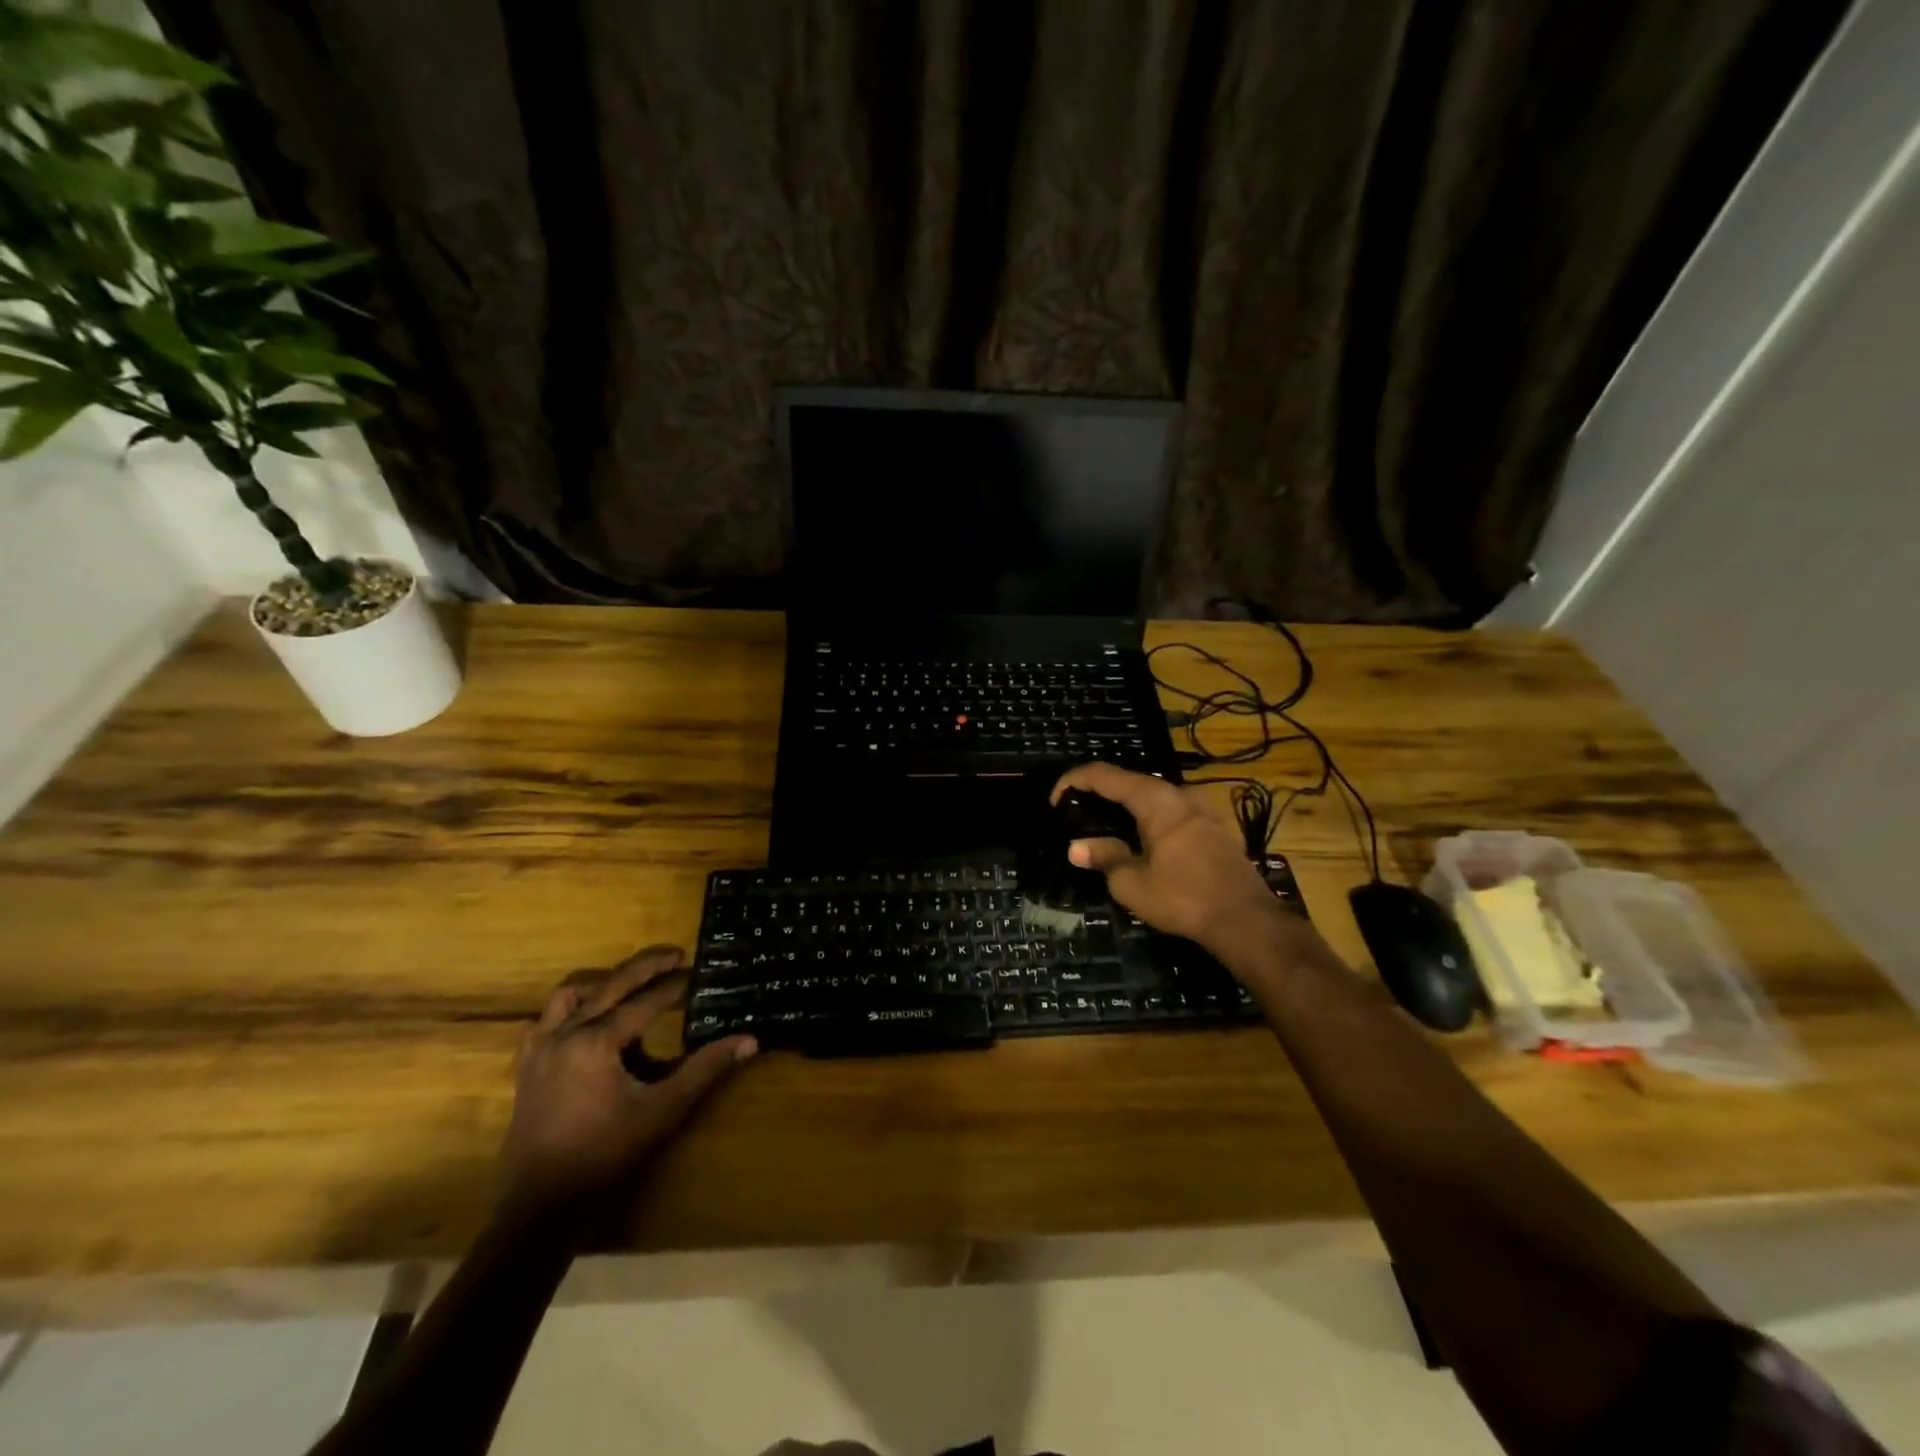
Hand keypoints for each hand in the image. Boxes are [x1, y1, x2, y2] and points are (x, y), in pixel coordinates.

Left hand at [501, 947, 755, 1212]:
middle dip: (645, 967)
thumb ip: (705, 1069)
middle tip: (675, 956)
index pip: (646, 1001)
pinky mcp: (527, 1066)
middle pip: (610, 985)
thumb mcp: (663, 1110)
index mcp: (597, 1041)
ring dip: (603, 983)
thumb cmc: (606, 1155)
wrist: (540, 1205)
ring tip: (630, 983)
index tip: (699, 974)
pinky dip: (569, 1009)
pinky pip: (545, 1020)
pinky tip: (584, 1017)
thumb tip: (749, 1040)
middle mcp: (566, 1033)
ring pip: (570, 995)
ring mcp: (540, 1048)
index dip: (675, 986)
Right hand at [1052, 763, 1291, 953]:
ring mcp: (1202, 809)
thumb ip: (1104, 857)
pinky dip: (1149, 818)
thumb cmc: (1183, 897)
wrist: (1246, 920)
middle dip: (1100, 793)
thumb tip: (1076, 848)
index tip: (1054, 800)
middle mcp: (1180, 794)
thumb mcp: (1132, 882)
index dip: (1074, 781)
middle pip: (1131, 782)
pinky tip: (1141, 841)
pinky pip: (1172, 812)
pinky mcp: (1215, 827)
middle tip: (1076, 813)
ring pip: (1154, 797)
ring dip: (1126, 807)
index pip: (1105, 775)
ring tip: (1105, 827)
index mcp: (1155, 799)